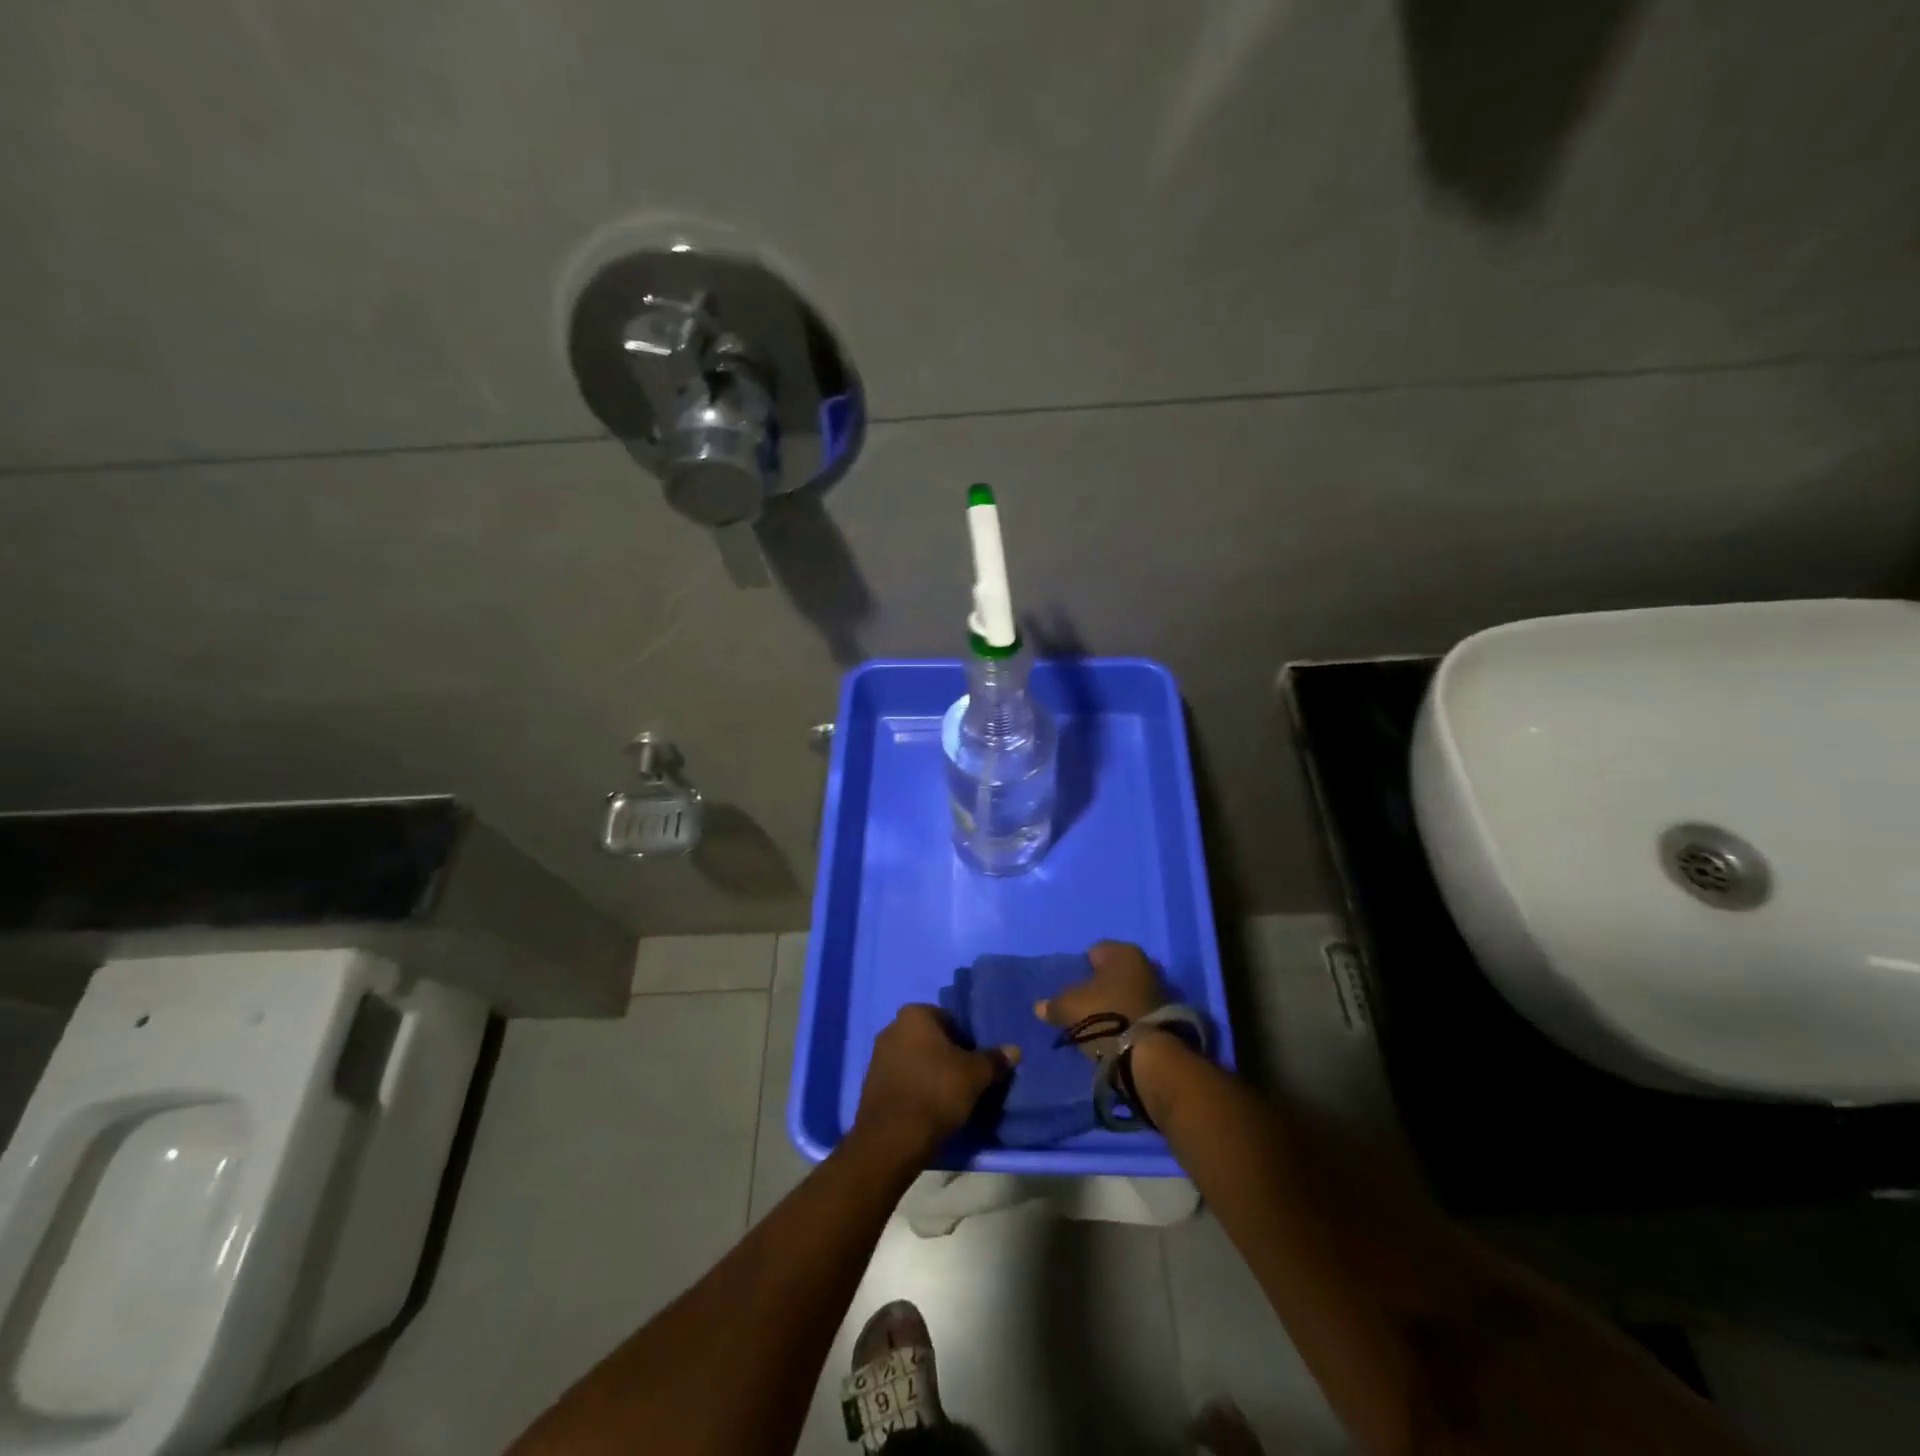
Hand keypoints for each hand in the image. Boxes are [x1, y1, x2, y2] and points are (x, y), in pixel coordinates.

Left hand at [853, 1005, 1017, 1164]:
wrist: (892, 1139)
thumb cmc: (936, 1092)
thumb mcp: (975, 1075)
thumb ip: (994, 1059)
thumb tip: (1014, 1050)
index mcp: (915, 1014)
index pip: (950, 1020)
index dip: (967, 1041)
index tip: (976, 1064)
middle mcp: (892, 1027)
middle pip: (931, 1039)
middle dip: (947, 1055)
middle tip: (966, 1080)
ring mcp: (878, 1056)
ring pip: (915, 1059)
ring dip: (931, 1072)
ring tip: (949, 1098)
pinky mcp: (870, 1084)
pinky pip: (902, 1079)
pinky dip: (915, 1088)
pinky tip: (928, 1108)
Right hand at [1034, 941, 1167, 1040]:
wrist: (1147, 1055)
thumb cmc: (1105, 1015)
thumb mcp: (1069, 1008)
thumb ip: (1053, 1004)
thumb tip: (1039, 1007)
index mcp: (1123, 952)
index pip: (1095, 952)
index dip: (1080, 968)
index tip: (1071, 988)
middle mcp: (1146, 964)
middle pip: (1114, 973)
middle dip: (1101, 986)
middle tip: (1084, 1005)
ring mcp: (1161, 991)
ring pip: (1128, 992)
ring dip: (1116, 1004)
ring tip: (1099, 1024)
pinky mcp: (1168, 1018)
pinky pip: (1139, 1012)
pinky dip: (1129, 1020)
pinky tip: (1116, 1034)